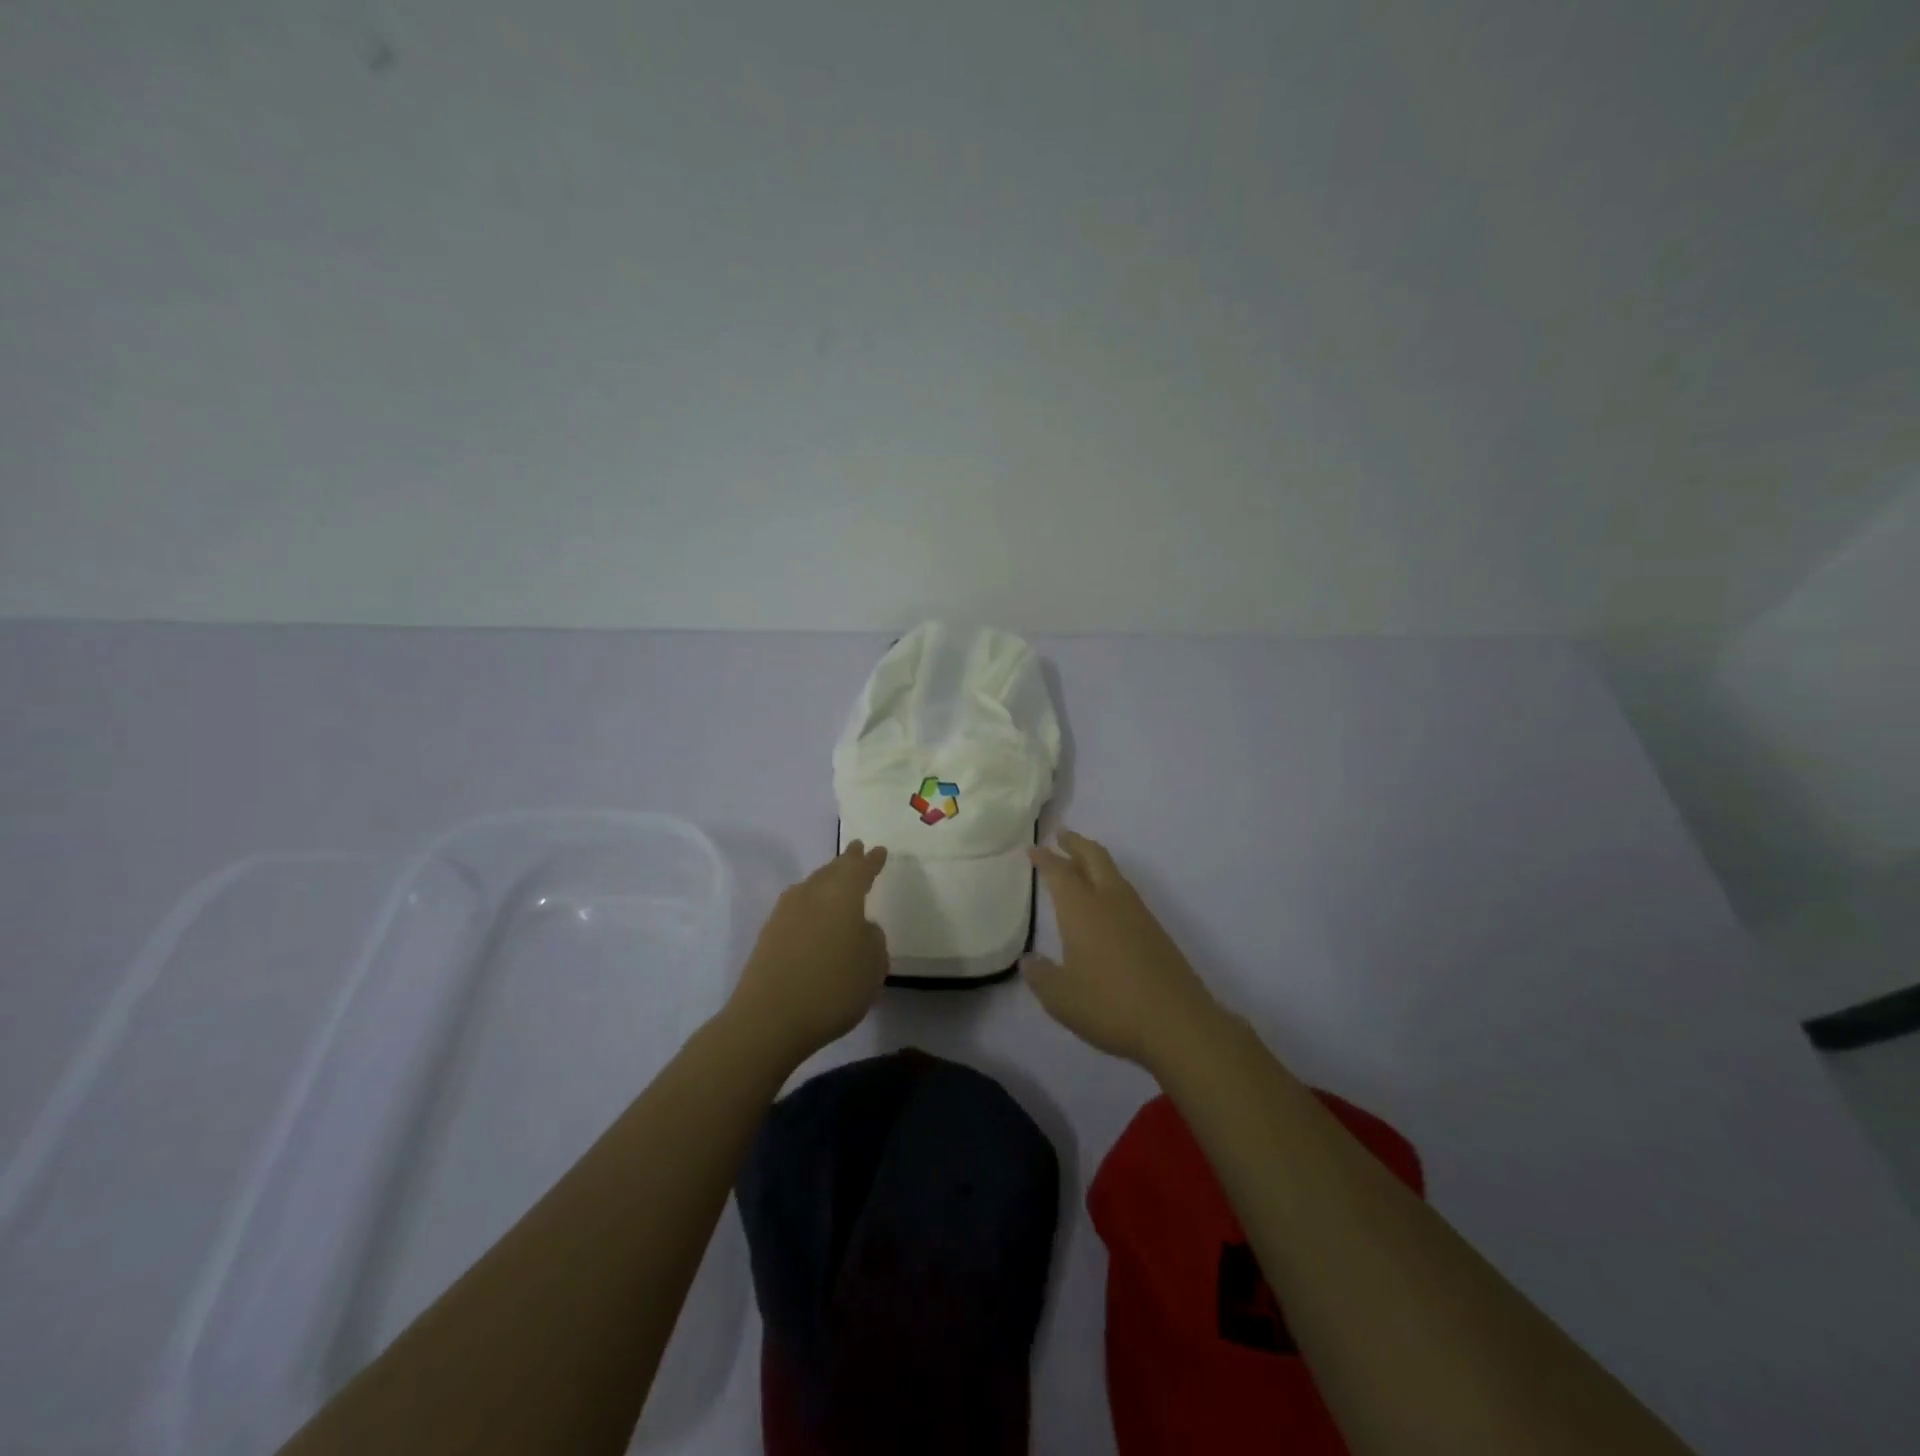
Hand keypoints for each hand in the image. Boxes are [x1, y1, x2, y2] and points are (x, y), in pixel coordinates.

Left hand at [727, 842, 889, 1062]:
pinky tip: (814, 915)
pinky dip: (810, 904)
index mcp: (842, 893)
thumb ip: (873, 939)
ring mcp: (785, 913)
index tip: (879, 850)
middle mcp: (812, 893)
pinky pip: (797, 906)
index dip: (871, 861)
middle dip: (846, 862)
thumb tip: (861, 928)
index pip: (860, 868)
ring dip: (826, 881)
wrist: (768, 1018)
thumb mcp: (873, 965)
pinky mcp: (768, 934)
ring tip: (836, 881)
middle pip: (831, 870)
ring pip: (811, 886)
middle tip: (857, 851)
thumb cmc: (832, 987)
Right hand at [1024, 831, 1221, 1067]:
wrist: (1178, 1023)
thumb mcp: (1060, 998)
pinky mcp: (1155, 931)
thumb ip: (1041, 976)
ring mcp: (1138, 914)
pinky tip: (1105, 903)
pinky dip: (1109, 883)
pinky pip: (1125, 892)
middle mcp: (1110, 901)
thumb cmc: (1110, 1005)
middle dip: (1076, 843)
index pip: (1060, 872)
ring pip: (1113, 872)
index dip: (1045, 858)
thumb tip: (1029, 960)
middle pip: (1094, 857)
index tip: (1033, 849)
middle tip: (1061, 835)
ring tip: (1080, 863)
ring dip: (1094, 861)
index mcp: (1082, 909)